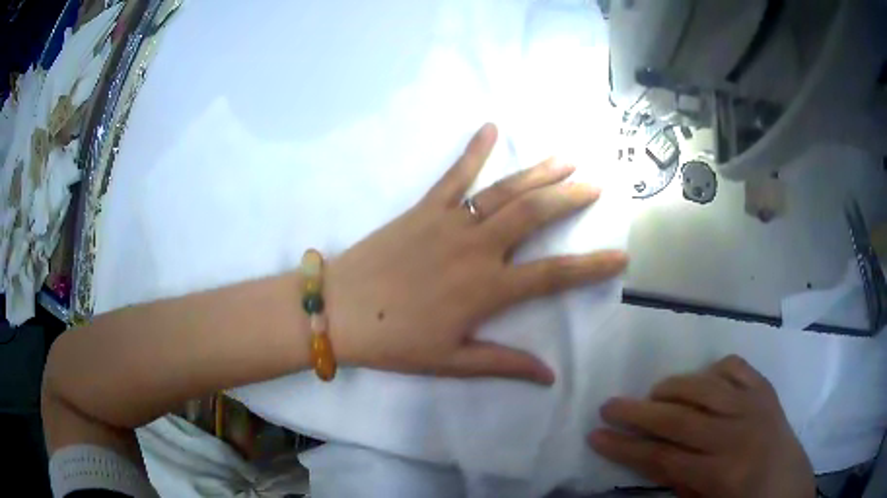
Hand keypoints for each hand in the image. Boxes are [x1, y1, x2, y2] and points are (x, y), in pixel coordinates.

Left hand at [326, 123, 626, 382]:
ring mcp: (449, 222)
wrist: (338, 311)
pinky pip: (453, 176)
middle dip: (569, 198)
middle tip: (595, 183)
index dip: (591, 267)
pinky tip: (491, 127)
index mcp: (486, 289)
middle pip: (534, 216)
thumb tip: (549, 376)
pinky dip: (473, 150)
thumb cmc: (393, 341)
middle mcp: (476, 248)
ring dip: (538, 173)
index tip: (620, 255)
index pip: (553, 276)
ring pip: (504, 191)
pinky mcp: (423, 209)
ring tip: (566, 158)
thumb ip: (503, 364)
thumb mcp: (451, 361)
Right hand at [589, 355, 815, 497]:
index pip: (662, 457)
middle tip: (608, 406)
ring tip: (652, 394)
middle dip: (638, 413)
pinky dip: (713, 369)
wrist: (787, 484)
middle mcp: (736, 434)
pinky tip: (702, 380)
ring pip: (705, 386)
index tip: (596, 436)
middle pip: (679, 419)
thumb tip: (644, 456)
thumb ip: (674, 480)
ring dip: (672, 387)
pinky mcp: (765, 388)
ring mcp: (754, 405)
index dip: (625, 447)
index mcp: (720, 473)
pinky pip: (735, 367)